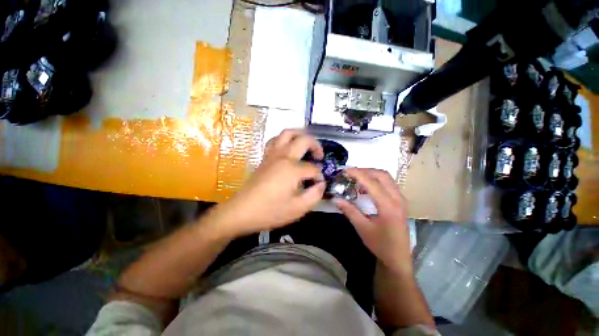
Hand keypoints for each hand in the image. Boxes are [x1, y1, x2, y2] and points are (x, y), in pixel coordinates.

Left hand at [208, 130, 325, 237]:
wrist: (242, 211)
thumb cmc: (270, 211)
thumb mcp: (298, 209)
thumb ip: (314, 195)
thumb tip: (321, 184)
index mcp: (292, 169)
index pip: (313, 168)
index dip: (319, 177)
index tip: (318, 186)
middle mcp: (283, 156)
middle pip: (304, 140)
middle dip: (316, 146)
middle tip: (319, 157)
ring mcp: (272, 155)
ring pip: (287, 133)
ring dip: (300, 135)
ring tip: (306, 145)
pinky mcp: (265, 157)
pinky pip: (275, 140)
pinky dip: (285, 140)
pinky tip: (288, 149)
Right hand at [335, 168, 412, 273]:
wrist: (398, 258)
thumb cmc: (380, 245)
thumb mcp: (362, 228)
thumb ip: (349, 211)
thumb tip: (335, 198)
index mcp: (388, 205)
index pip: (372, 182)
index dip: (357, 173)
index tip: (344, 170)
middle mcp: (398, 198)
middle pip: (382, 174)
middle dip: (365, 170)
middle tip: (350, 173)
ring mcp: (401, 199)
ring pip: (386, 177)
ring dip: (371, 174)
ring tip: (356, 178)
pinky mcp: (400, 202)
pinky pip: (388, 184)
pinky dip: (376, 181)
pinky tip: (365, 188)